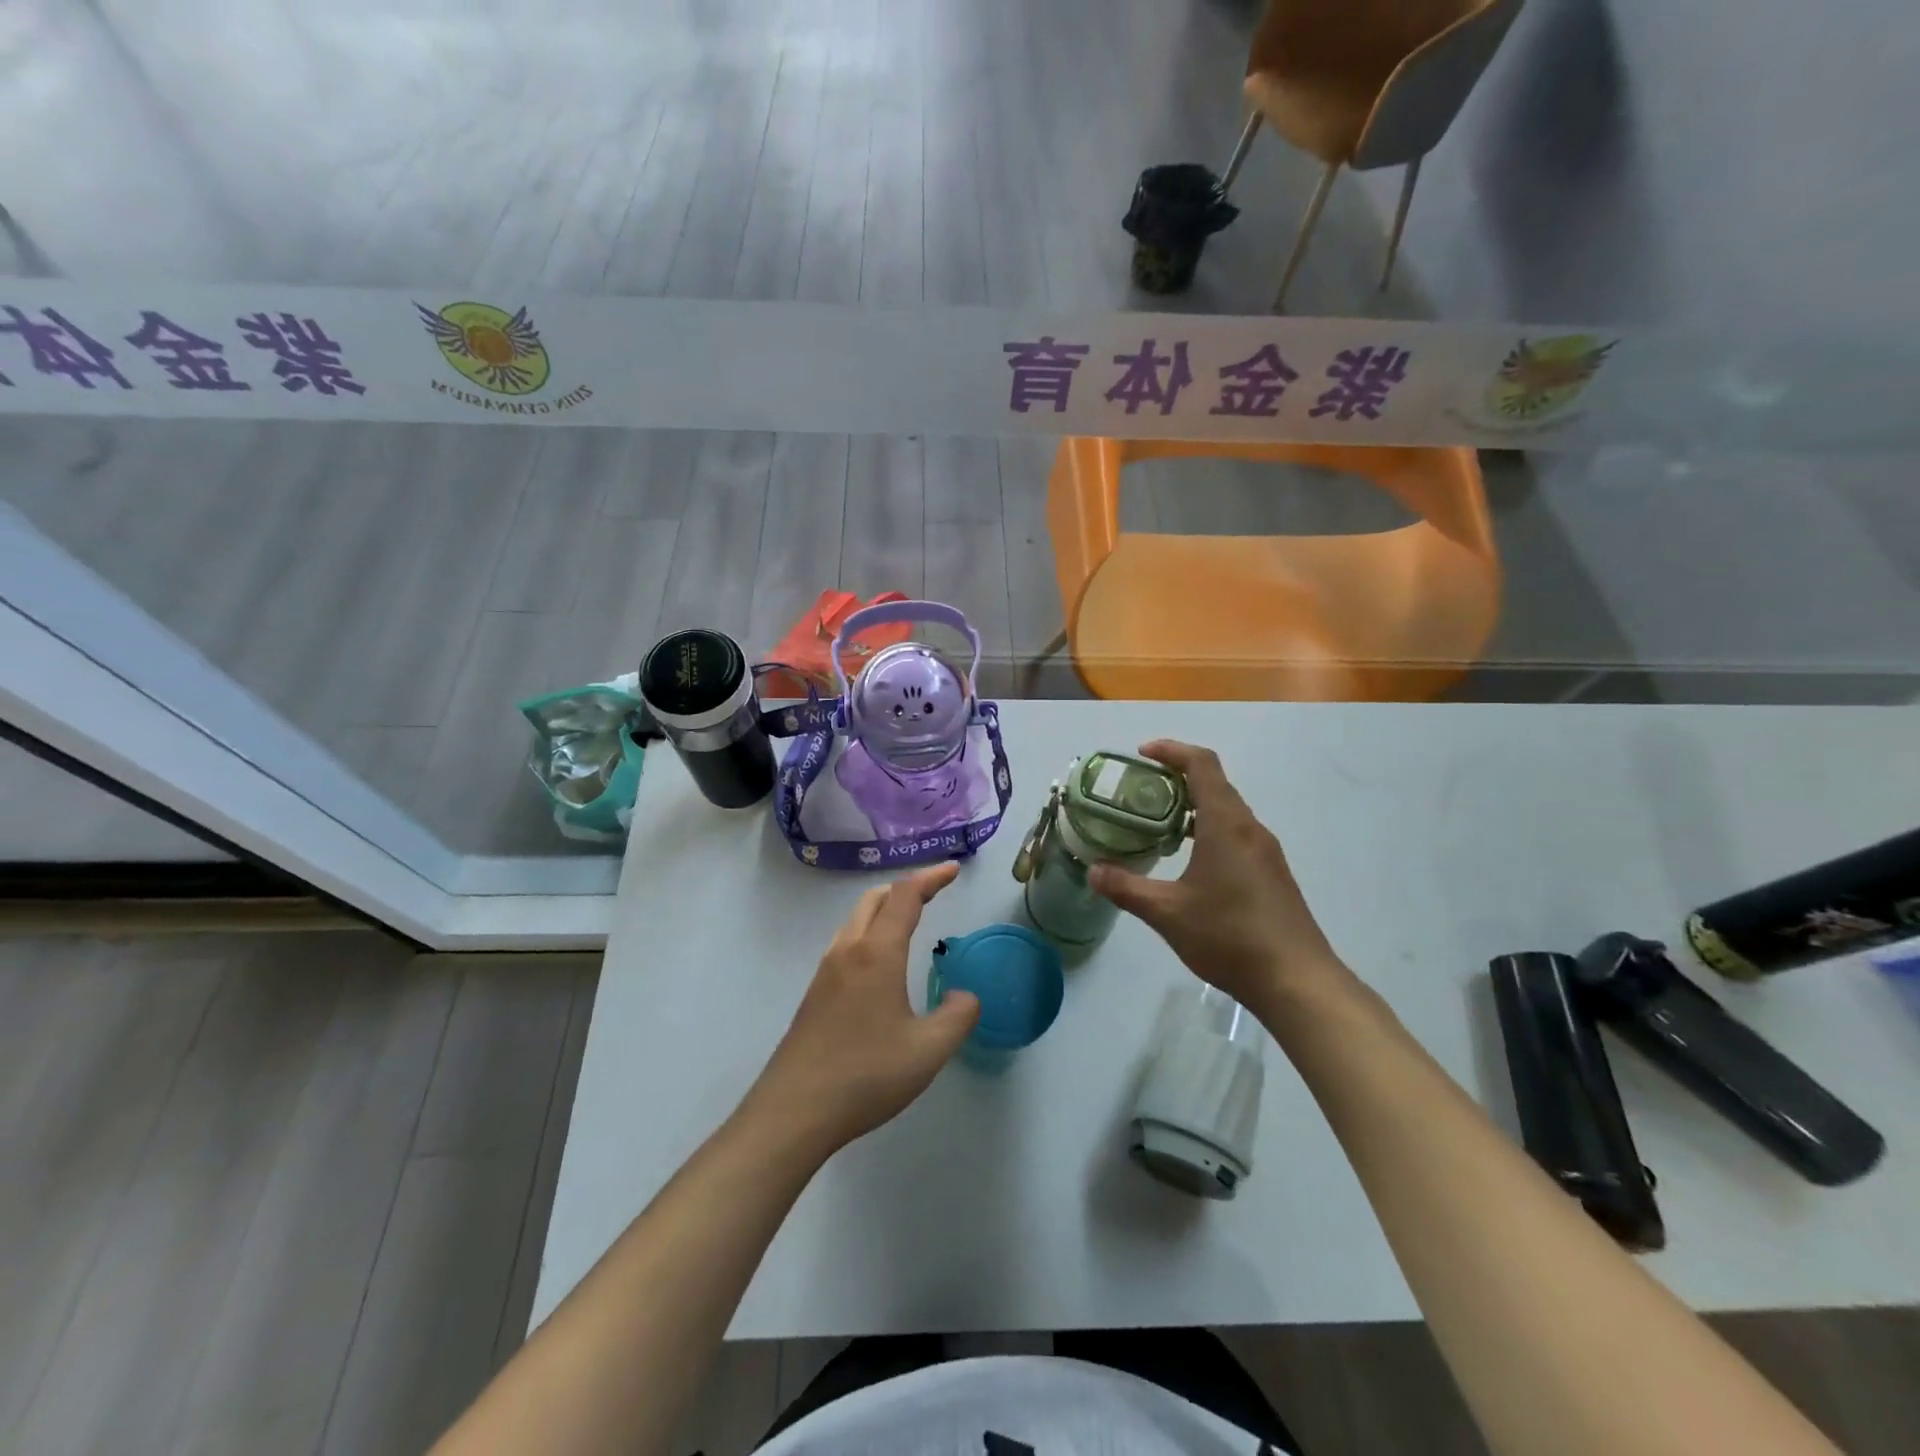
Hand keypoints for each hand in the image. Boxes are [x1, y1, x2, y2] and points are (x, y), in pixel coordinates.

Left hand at [744, 862, 979, 1155]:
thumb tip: (965, 996)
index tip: (953, 870)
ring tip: (909, 922)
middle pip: (875, 899)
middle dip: (906, 888)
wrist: (793, 1111)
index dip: (931, 878)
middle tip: (934, 892)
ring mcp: (825, 972)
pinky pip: (846, 944)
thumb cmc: (865, 1075)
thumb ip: (957, 1017)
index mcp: (877, 954)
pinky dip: (870, 933)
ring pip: (856, 920)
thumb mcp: (928, 1051)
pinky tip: (880, 965)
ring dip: (884, 909)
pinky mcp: (814, 994)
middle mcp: (848, 951)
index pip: (905, 897)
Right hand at [1091, 740, 1341, 1009]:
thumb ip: (1126, 888)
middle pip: (1214, 784)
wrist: (1297, 980)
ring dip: (1193, 807)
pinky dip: (1208, 830)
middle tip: (1139, 793)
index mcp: (1225, 824)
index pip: (1201, 764)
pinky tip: (1189, 861)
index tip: (1142, 754)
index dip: (1172, 750)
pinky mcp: (1272, 873)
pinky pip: (1236, 834)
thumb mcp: (1167, 913)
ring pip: (1226, 811)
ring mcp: (1265, 851)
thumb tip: (1093, 871)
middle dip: (1176, 778)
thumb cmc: (1229, 936)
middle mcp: (1249, 828)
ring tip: (1157, 825)